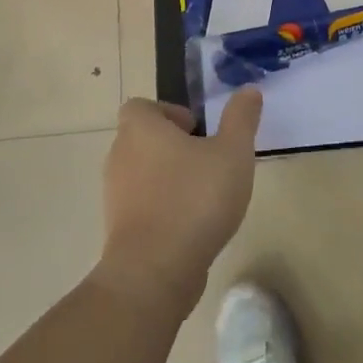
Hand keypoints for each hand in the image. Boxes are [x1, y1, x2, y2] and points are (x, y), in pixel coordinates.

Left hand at [96, 90, 262, 316]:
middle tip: (207, 160)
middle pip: (142, 138)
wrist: (154, 271)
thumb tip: (248, 90)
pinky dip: (162, 207)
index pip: (141, 106)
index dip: (168, 112)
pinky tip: (192, 224)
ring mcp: (115, 194)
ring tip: (204, 194)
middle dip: (173, 146)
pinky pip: (141, 205)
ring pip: (142, 173)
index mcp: (140, 129)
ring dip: (169, 177)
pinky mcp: (118, 228)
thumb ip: (241, 118)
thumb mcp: (232, 152)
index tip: (197, 130)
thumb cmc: (194, 200)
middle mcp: (120, 155)